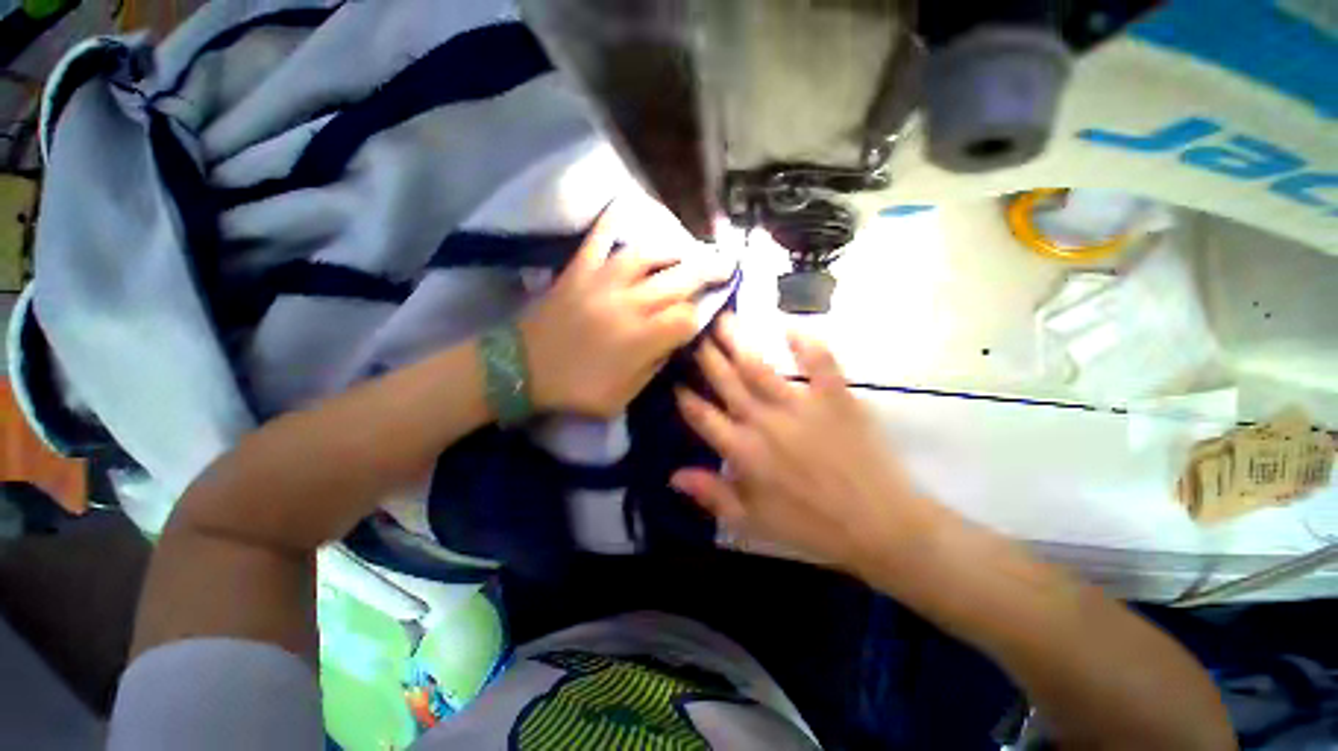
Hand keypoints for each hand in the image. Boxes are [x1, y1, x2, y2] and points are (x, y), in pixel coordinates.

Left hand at [520, 206, 730, 418]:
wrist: (522, 370)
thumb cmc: (577, 389)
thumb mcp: (624, 396)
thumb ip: (655, 365)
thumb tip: (674, 339)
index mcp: (641, 338)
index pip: (687, 317)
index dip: (700, 317)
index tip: (699, 319)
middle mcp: (629, 304)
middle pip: (678, 280)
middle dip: (708, 271)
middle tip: (727, 263)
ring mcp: (602, 282)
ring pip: (646, 255)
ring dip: (673, 249)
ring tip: (687, 249)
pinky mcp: (578, 271)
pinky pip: (597, 239)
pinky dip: (610, 221)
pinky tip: (624, 204)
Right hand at [671, 316, 941, 573]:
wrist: (879, 525)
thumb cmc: (811, 526)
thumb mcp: (753, 522)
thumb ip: (712, 495)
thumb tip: (673, 475)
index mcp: (742, 452)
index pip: (702, 416)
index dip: (685, 397)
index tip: (675, 379)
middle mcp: (763, 421)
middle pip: (725, 381)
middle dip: (705, 355)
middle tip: (693, 331)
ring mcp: (799, 405)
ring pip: (758, 366)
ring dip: (737, 341)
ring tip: (724, 319)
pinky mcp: (834, 397)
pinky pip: (818, 362)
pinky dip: (805, 341)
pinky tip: (789, 324)